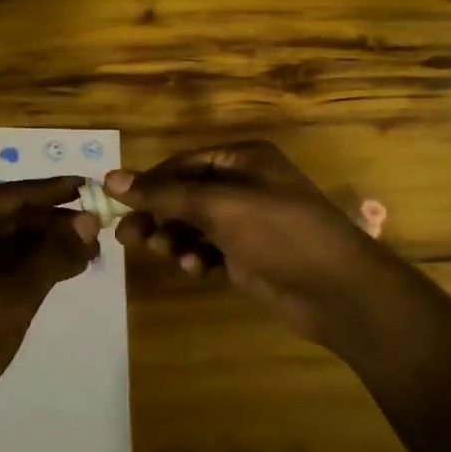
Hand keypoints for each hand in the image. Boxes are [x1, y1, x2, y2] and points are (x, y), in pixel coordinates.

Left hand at [0, 177, 99, 419]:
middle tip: (96, 232)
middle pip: (8, 215)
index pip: (13, 194)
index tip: (91, 188)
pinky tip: (58, 271)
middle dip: (52, 224)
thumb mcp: (17, 294)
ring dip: (42, 246)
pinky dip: (24, 264)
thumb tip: (89, 221)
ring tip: (86, 254)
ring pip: (2, 239)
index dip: (54, 191)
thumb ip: (54, 253)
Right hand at [109, 141, 393, 349]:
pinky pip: (208, 251)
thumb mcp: (219, 206)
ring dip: (174, 238)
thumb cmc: (279, 232)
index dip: (148, 183)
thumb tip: (110, 179)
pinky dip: (195, 257)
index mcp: (242, 159)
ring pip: (193, 225)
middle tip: (128, 238)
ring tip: (164, 254)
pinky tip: (194, 269)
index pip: (182, 164)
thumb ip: (164, 194)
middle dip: (158, 215)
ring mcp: (246, 222)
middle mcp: (243, 185)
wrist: (339, 292)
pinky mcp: (248, 256)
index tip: (116, 204)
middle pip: (184, 195)